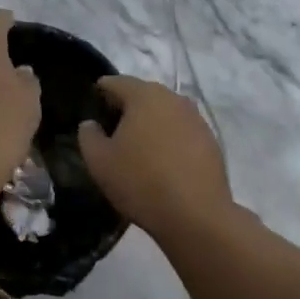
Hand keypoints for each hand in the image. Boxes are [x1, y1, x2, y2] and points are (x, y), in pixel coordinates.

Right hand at [78, 76, 233, 239]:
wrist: (196, 215)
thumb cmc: (140, 182)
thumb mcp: (99, 161)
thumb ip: (88, 136)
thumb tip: (91, 124)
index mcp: (144, 96)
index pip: (116, 82)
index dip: (100, 92)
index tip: (92, 109)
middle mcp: (173, 98)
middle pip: (143, 94)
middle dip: (127, 107)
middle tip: (112, 130)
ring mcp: (196, 119)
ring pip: (165, 112)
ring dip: (151, 123)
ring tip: (138, 147)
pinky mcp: (211, 140)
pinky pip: (182, 130)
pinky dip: (170, 138)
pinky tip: (163, 161)